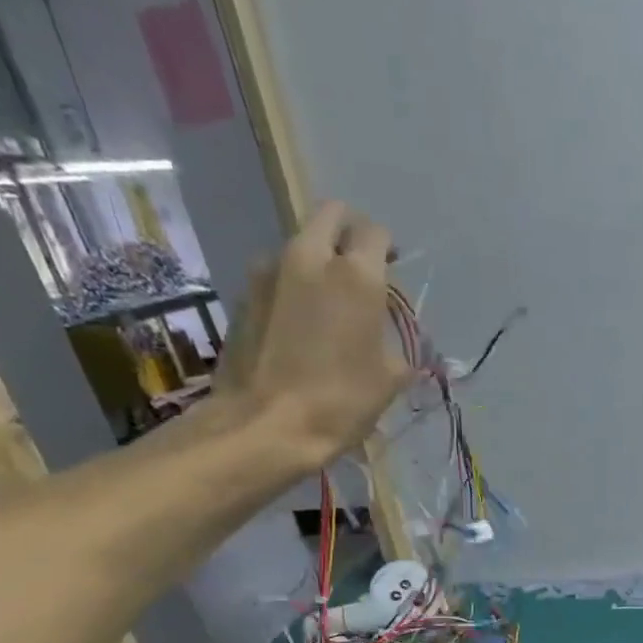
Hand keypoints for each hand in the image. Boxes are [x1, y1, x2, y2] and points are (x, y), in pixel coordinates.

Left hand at [216, 200, 413, 464]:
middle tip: (362, 264)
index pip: (374, 232)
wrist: (265, 425)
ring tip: (329, 300)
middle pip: (330, 217)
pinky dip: (293, 286)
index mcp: (356, 276)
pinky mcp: (243, 293)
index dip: (387, 245)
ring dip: (318, 260)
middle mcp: (309, 258)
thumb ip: (399, 348)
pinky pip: (277, 275)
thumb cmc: (341, 401)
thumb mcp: (390, 380)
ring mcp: (269, 271)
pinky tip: (301, 323)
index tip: (393, 265)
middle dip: (349, 232)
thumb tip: (399, 345)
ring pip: (300, 244)